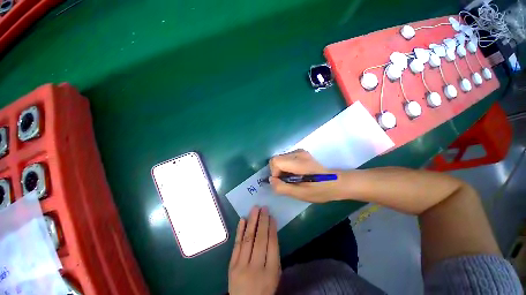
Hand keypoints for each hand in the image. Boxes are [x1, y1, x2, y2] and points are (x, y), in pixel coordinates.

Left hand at [229, 206, 280, 294]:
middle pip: (260, 239)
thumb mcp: (275, 275)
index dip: (272, 228)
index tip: (272, 216)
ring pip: (248, 239)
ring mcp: (241, 266)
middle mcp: (256, 268)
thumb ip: (274, 254)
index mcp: (270, 272)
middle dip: (263, 221)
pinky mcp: (231, 265)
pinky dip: (240, 230)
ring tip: (255, 208)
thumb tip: (271, 230)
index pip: (272, 244)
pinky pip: (236, 245)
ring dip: (252, 221)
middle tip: (264, 207)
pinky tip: (243, 219)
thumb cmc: (264, 288)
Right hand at [269, 149, 348, 201]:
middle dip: (277, 171)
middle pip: (276, 159)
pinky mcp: (300, 152)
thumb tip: (271, 180)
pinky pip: (285, 158)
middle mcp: (298, 153)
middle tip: (286, 181)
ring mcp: (299, 151)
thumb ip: (282, 187)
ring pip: (280, 158)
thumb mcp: (300, 194)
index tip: (282, 182)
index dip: (274, 172)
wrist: (335, 182)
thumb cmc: (319, 190)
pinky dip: (285, 166)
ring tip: (291, 178)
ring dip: (281, 169)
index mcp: (299, 162)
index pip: (275, 161)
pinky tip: (294, 173)